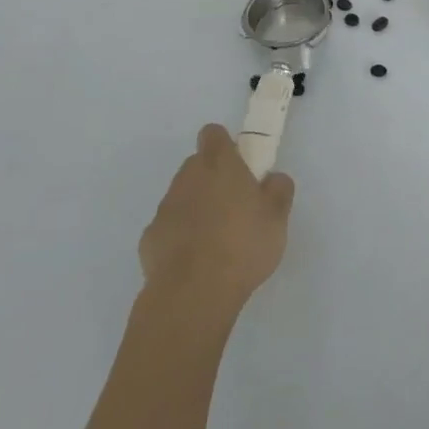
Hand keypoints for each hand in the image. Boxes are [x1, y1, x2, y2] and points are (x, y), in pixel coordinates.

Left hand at [139, 125, 294, 316]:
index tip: (239, 165)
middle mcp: (187, 177)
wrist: (193, 294)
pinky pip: (168, 228)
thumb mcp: (277, 217)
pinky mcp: (149, 239)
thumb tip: (274, 178)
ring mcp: (165, 208)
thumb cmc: (242, 245)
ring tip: (216, 241)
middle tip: (234, 206)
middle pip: (196, 165)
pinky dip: (178, 238)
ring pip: (181, 197)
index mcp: (219, 164)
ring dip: (195, 208)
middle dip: (212, 178)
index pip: (214, 134)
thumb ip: (279, 189)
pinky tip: (194, 263)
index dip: (225, 145)